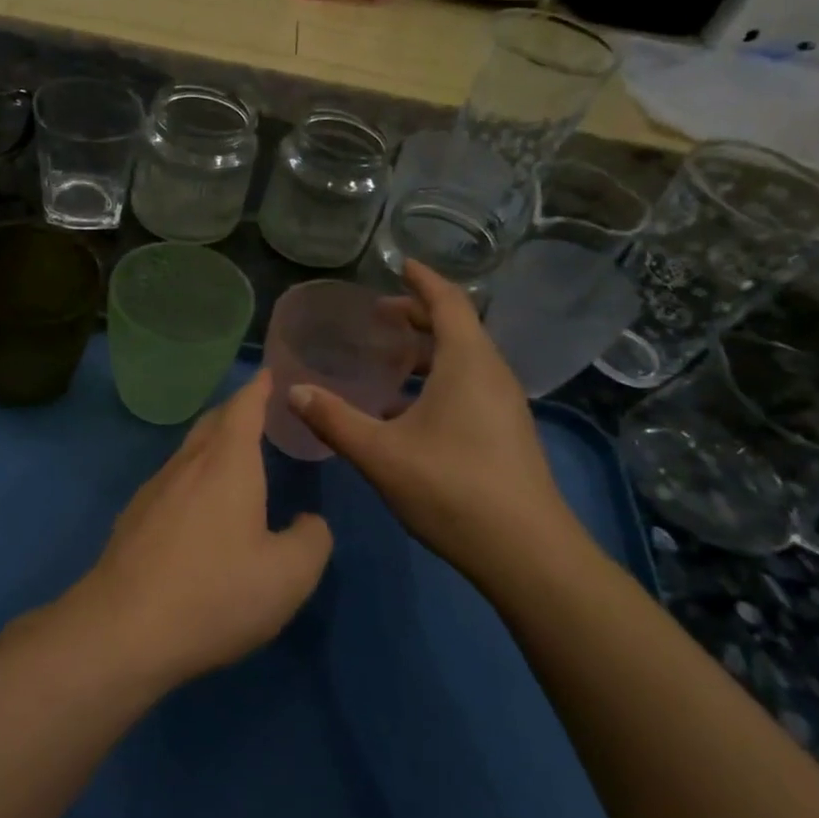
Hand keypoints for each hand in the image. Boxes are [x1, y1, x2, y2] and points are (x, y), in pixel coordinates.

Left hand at [64, 370, 333, 687]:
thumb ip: (311, 541)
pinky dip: (192, 478)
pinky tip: (197, 508)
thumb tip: (308, 523)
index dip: (259, 389)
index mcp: (227, 464)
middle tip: (256, 411)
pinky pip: (170, 483)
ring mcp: (152, 491)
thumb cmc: (215, 593)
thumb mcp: (288, 576)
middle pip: (211, 423)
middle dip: (235, 411)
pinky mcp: (132, 520)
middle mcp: (186, 466)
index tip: (269, 375)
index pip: (244, 408)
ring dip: (211, 445)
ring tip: (232, 457)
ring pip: (187, 453)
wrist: (122, 630)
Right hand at [288, 260, 584, 580]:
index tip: (400, 265)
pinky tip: (407, 411)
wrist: (526, 552)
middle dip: (418, 315)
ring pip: (464, 360)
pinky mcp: (506, 432)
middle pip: (457, 328)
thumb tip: (292, 391)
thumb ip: (333, 419)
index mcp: (467, 363)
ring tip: (390, 360)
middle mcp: (492, 374)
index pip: (448, 302)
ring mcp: (504, 405)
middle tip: (379, 316)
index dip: (423, 280)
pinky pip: (470, 385)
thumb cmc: (451, 489)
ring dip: (428, 351)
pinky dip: (439, 379)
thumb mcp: (380, 453)